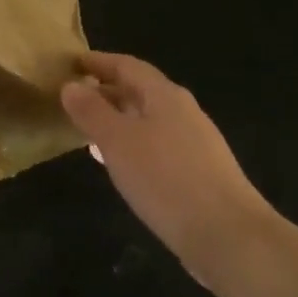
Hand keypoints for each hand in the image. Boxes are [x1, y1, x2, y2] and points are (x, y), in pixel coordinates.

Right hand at [60, 51, 277, 289]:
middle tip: (72, 98)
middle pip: (139, 91)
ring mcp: (194, 143)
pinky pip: (155, 145)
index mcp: (165, 96)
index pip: (127, 66)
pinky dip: (130, 144)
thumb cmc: (165, 179)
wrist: (227, 234)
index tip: (70, 63)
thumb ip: (92, 111)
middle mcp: (182, 112)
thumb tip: (71, 85)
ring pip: (147, 119)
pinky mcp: (197, 172)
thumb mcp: (117, 141)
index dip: (98, 62)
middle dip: (106, 90)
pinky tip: (118, 163)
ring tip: (87, 129)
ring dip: (117, 119)